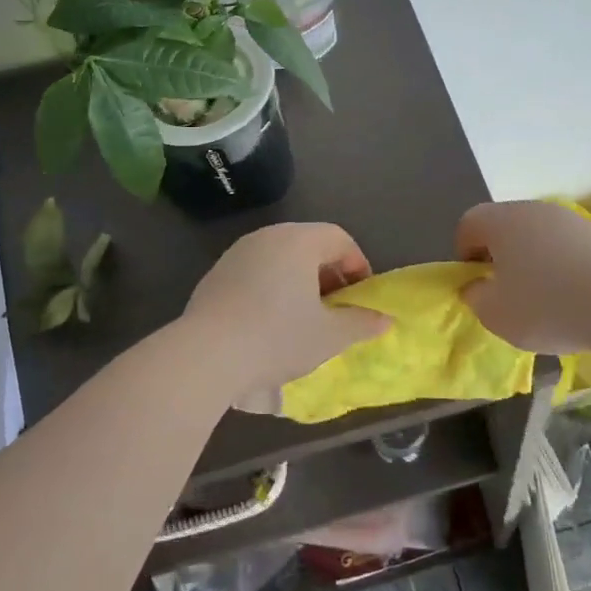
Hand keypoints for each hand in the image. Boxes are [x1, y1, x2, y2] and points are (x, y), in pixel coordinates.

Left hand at [180, 222, 388, 392]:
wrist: (206, 354)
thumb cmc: (277, 337)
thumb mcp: (329, 336)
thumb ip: (361, 323)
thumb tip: (384, 319)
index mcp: (299, 241)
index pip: (339, 239)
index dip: (357, 266)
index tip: (360, 298)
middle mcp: (268, 236)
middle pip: (310, 245)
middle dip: (329, 274)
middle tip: (336, 309)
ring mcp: (238, 252)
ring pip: (281, 258)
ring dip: (299, 281)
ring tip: (304, 318)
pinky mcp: (216, 273)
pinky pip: (256, 272)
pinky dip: (271, 288)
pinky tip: (268, 323)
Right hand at [456, 200, 590, 351]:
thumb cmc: (545, 306)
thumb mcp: (495, 314)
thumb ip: (475, 297)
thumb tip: (476, 286)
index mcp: (501, 221)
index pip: (469, 223)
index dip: (464, 253)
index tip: (476, 282)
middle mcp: (533, 210)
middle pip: (504, 225)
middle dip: (499, 254)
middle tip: (505, 290)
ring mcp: (568, 219)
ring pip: (537, 234)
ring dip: (532, 259)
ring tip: (543, 296)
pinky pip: (566, 246)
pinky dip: (562, 265)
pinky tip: (573, 296)